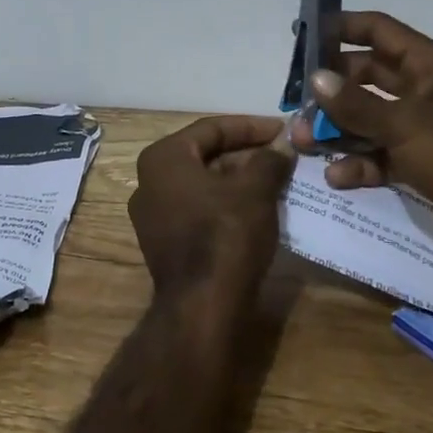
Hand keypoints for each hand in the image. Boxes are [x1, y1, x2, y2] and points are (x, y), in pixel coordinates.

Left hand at [129, 115, 293, 309]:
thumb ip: (269, 160)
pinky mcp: (165, 242)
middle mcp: (149, 181)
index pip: (211, 129)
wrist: (202, 306)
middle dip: (247, 154)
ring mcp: (154, 215)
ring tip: (278, 180)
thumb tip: (282, 145)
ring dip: (240, 180)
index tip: (282, 130)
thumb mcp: (255, 190)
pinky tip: (259, 209)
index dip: (251, 126)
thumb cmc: (225, 234)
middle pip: (205, 156)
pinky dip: (228, 204)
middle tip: (283, 156)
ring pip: (204, 184)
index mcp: (163, 158)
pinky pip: (199, 210)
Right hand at [287, 12, 432, 278]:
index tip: (304, 34)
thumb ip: (356, 103)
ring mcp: (421, 128)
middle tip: (295, 101)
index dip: (342, 28)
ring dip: (336, 130)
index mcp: (430, 65)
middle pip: (366, 77)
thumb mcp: (405, 125)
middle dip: (330, 90)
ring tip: (303, 142)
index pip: (379, 31)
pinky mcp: (418, 162)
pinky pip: (378, 154)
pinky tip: (337, 176)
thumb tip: (316, 78)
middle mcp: (424, 90)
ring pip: (367, 119)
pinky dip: (358, 163)